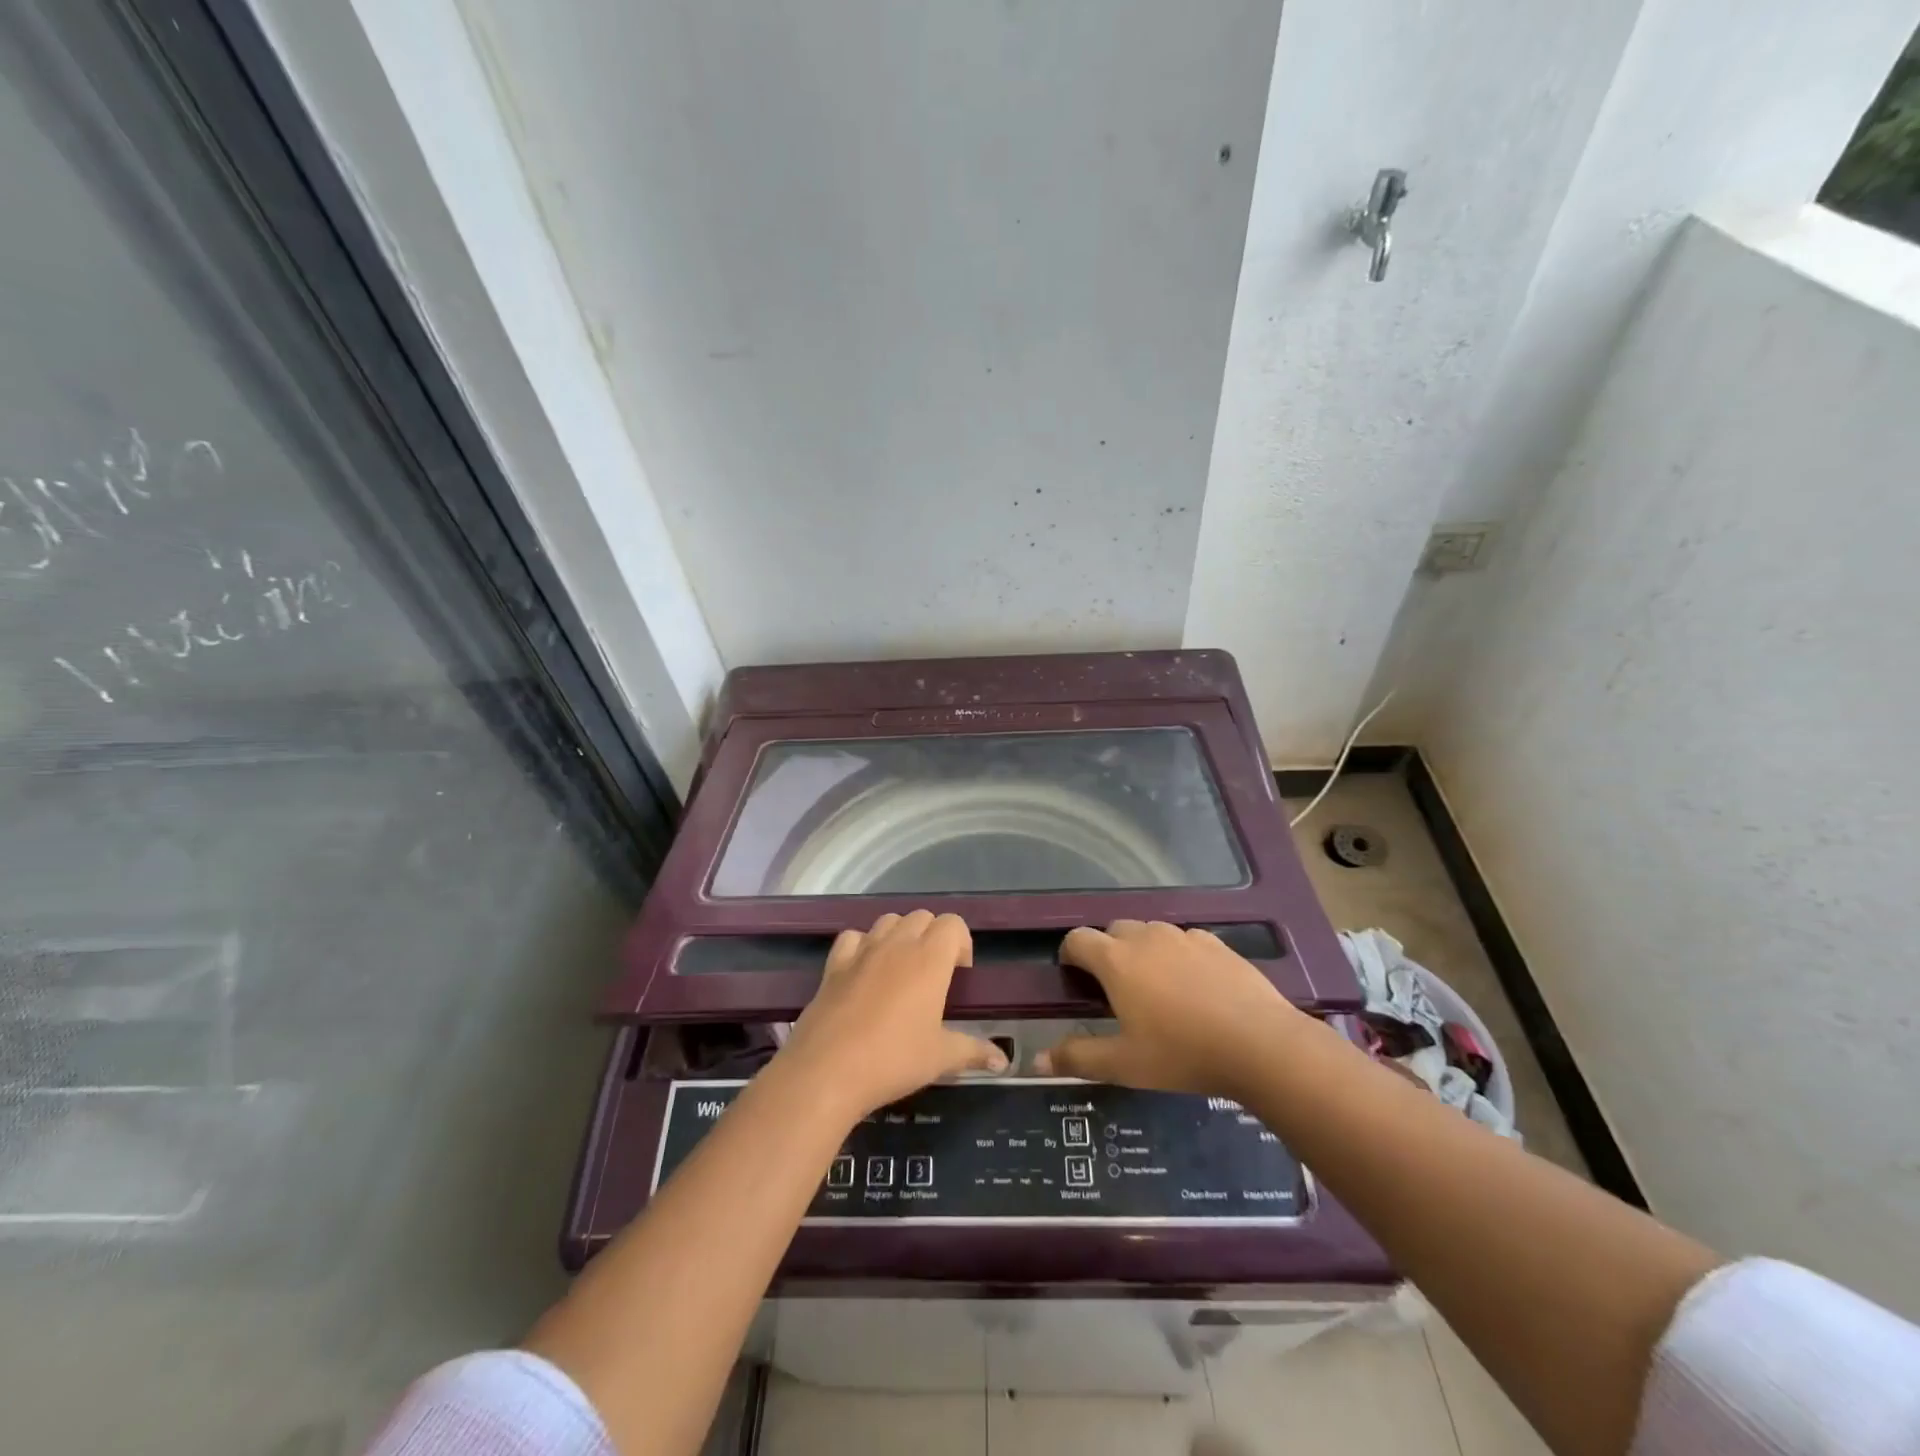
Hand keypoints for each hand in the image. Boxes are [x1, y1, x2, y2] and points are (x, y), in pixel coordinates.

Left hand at [776, 911, 1007, 1121]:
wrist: (828, 1071)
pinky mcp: (834, 964)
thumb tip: (1003, 1061)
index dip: (961, 943)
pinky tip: (864, 971)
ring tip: (901, 970)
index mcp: (929, 959)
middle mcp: (897, 944)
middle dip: (933, 937)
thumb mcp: (941, 1058)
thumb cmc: (893, 1060)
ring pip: (888, 920)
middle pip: (922, 917)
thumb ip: (974, 1052)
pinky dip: (862, 945)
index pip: (953, 924)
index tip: (959, 975)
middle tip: (934, 975)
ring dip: (900, 935)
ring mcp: (862, 950)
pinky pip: (853, 937)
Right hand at [1035, 920, 1307, 1097]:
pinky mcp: (1216, 943)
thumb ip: (1078, 1058)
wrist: (1261, 1044)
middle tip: (1116, 991)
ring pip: (1150, 933)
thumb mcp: (1124, 1064)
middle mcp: (1146, 938)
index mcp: (1116, 960)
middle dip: (1107, 952)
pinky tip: (1194, 987)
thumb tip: (1037, 1060)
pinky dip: (1178, 955)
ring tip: (1155, 988)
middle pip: (1113, 930)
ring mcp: (1183, 936)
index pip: (1078, 939)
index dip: (1070, 955)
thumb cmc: (1183, 1053)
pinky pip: (1184, 940)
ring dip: (1142, 951)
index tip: (1075, 979)